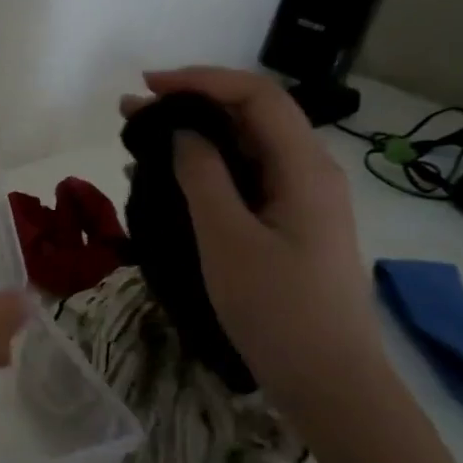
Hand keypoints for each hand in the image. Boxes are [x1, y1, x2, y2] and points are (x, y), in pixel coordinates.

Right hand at [120, 67, 386, 407]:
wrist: (330, 382)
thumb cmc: (278, 309)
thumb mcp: (228, 239)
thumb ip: (203, 177)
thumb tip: (183, 132)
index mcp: (304, 167)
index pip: (255, 96)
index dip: (201, 80)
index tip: (147, 87)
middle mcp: (308, 174)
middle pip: (252, 118)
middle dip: (192, 106)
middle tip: (132, 114)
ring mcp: (301, 203)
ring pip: (245, 151)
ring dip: (195, 140)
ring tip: (139, 144)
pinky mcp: (290, 228)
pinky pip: (245, 184)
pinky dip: (205, 173)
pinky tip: (166, 183)